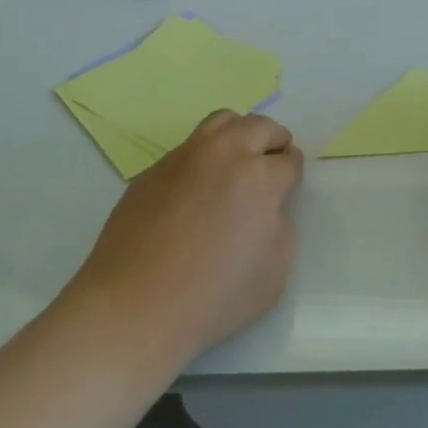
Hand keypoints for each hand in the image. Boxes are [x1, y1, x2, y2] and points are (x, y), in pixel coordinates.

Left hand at [66, 110, 303, 364]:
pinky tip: (198, 186)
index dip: (292, 171)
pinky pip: (189, 147)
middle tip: (273, 160)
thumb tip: (267, 208)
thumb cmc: (212, 298)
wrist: (135, 306)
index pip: (287, 160)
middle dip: (274, 140)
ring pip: (221, 121)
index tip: (289, 181)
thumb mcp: (273, 273)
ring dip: (239, 133)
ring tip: (238, 159)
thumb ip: (279, 229)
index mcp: (258, 177)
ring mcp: (184, 156)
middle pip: (259, 126)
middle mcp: (223, 154)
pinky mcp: (155, 167)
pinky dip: (205, 155)